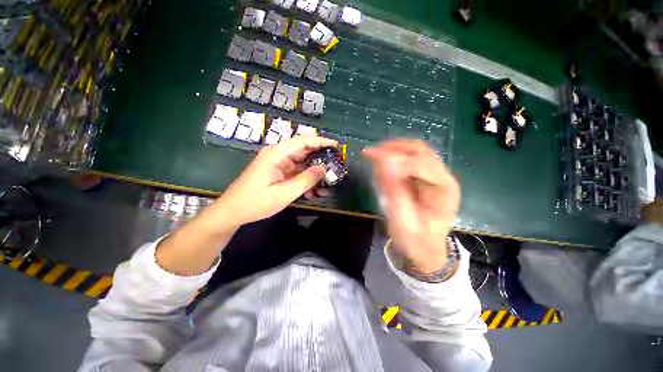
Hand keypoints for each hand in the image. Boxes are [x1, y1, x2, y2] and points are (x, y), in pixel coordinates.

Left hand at [216, 135, 337, 225]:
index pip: (302, 141)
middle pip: (303, 151)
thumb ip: (305, 180)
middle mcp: (277, 155)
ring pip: (301, 164)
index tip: (335, 145)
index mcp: (276, 154)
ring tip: (326, 185)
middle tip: (335, 166)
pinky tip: (313, 192)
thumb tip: (324, 169)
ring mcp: (277, 164)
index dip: (320, 141)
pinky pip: (295, 173)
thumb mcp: (284, 193)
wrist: (232, 212)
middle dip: (320, 159)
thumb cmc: (256, 202)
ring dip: (313, 174)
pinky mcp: (277, 172)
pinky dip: (305, 180)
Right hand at [363, 140, 459, 273]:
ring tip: (373, 154)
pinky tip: (381, 163)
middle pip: (420, 151)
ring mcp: (435, 176)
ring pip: (415, 151)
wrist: (427, 250)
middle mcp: (443, 177)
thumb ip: (394, 193)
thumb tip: (383, 164)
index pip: (420, 164)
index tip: (370, 155)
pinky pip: (410, 160)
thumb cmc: (416, 240)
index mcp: (444, 189)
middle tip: (371, 152)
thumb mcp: (403, 222)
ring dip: (393, 149)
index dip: (394, 157)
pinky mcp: (425, 178)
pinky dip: (394, 157)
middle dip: (394, 148)